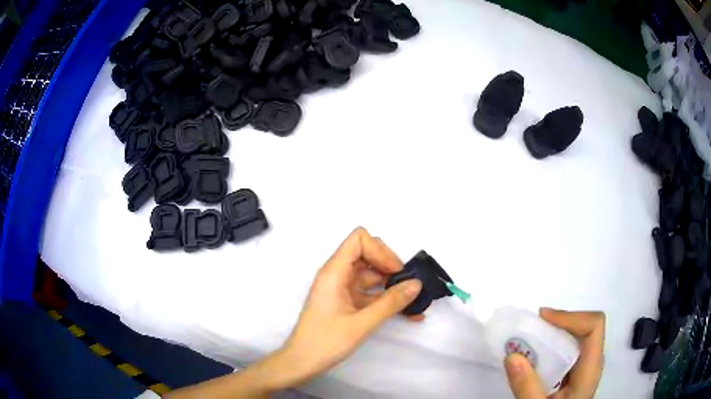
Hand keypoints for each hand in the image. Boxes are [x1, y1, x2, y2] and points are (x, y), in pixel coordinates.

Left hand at [277, 227, 422, 385]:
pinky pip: (370, 293)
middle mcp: (337, 275)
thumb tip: (416, 284)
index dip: (380, 251)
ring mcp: (342, 289)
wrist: (302, 362)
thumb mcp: (361, 323)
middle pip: (368, 254)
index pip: (359, 239)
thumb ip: (391, 302)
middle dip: (390, 267)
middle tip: (408, 285)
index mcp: (334, 272)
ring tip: (414, 301)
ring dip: (393, 285)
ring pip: (372, 275)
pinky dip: (387, 299)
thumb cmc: (326, 341)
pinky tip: (408, 313)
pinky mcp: (346, 302)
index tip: (396, 272)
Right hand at [504, 308, 604, 398]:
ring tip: (529, 340)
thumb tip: (512, 356)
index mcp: (590, 369)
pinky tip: (535, 358)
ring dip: (553, 334)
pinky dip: (551, 347)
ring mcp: (584, 369)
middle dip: (558, 323)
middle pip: (585, 327)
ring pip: (576, 338)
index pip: (594, 326)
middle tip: (531, 327)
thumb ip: (527, 387)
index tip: (542, 319)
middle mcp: (592, 363)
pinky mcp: (574, 375)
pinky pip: (568, 350)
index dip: (571, 316)